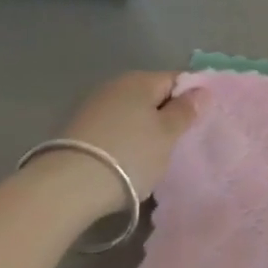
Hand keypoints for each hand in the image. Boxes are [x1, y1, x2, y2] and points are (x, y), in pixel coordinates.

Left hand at [55, 71, 202, 203]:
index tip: (196, 124)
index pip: (175, 80)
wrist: (66, 187)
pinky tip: (124, 164)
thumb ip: (185, 111)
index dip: (190, 99)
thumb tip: (200, 90)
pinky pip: (111, 130)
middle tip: (176, 145)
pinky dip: (121, 142)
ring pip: (130, 114)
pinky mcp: (76, 131)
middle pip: (151, 96)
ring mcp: (93, 107)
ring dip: (141, 131)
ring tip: (150, 159)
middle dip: (164, 116)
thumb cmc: (129, 155)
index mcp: (140, 79)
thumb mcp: (167, 135)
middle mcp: (115, 85)